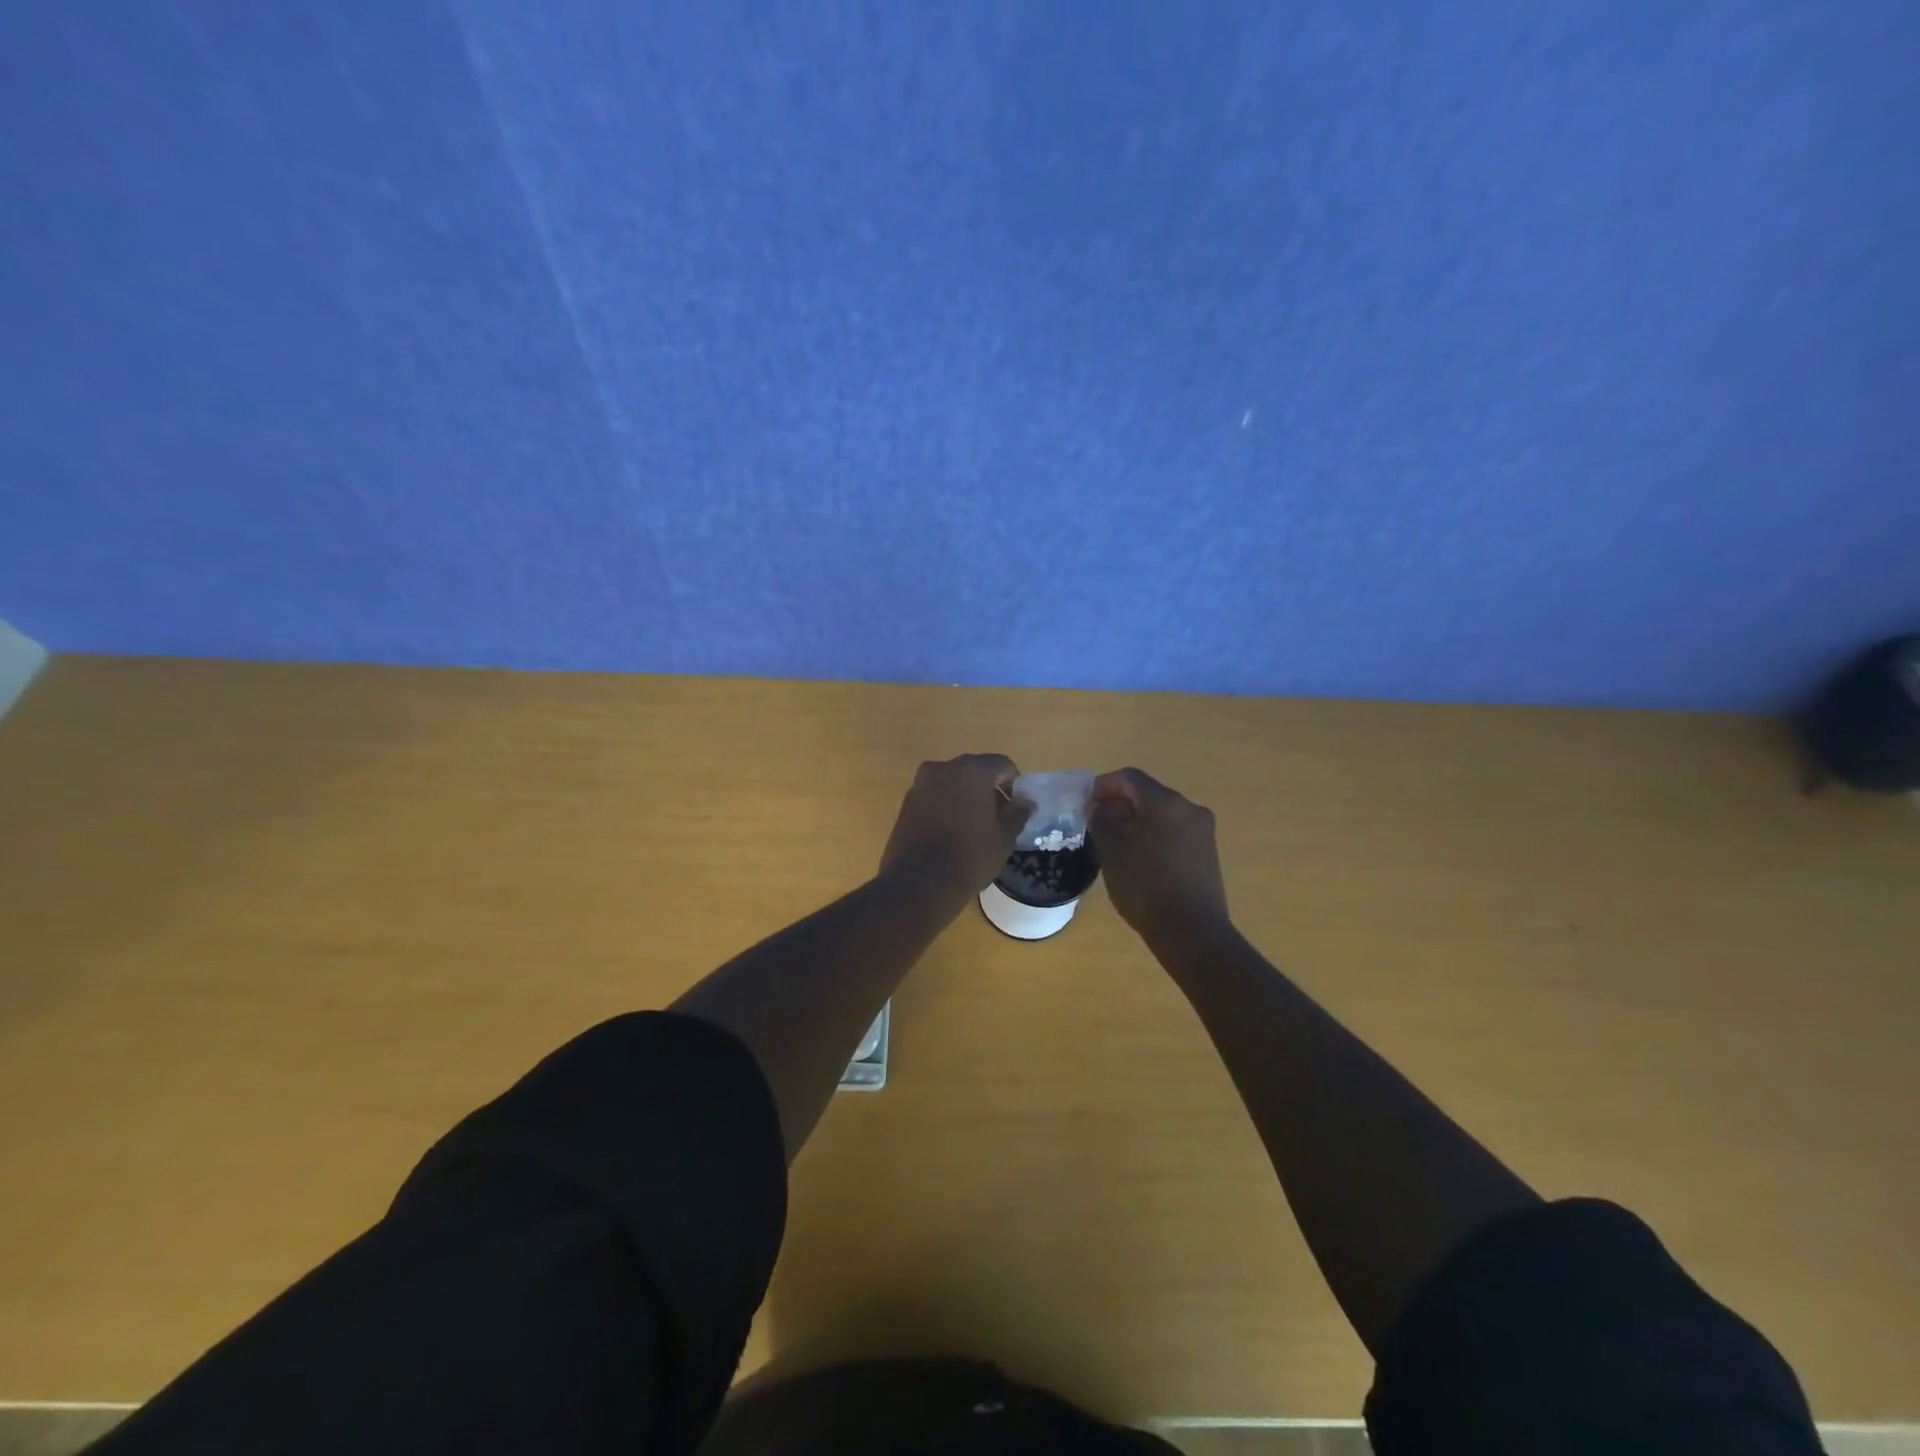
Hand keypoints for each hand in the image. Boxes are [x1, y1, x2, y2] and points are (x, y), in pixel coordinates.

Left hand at [880, 754, 1027, 899]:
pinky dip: (945, 805)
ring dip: (964, 796)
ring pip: (952, 782)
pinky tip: (951, 831)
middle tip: (996, 816)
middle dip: (988, 788)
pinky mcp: (906, 802)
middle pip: (974, 770)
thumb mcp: (1004, 838)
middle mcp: (943, 768)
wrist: (919, 883)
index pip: (1002, 764)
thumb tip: (1026, 801)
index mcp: (972, 770)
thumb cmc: (970, 857)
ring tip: (972, 826)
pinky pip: (934, 796)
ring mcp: (921, 784)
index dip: (1013, 783)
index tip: (1015, 807)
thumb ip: (1018, 813)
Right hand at [1090, 767, 1229, 942]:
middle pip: (1148, 794)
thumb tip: (1099, 808)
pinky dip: (1153, 834)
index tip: (1085, 801)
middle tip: (1096, 821)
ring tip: (1114, 841)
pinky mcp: (1207, 852)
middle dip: (1120, 803)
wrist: (1191, 931)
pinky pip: (1174, 831)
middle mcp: (1189, 808)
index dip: (1103, 785)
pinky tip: (1138, 855)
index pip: (1129, 778)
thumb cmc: (1145, 885)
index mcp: (1165, 802)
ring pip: (1162, 813)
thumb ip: (1101, 821)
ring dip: (1136, 820)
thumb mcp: (1111, 851)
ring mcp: (1202, 831)